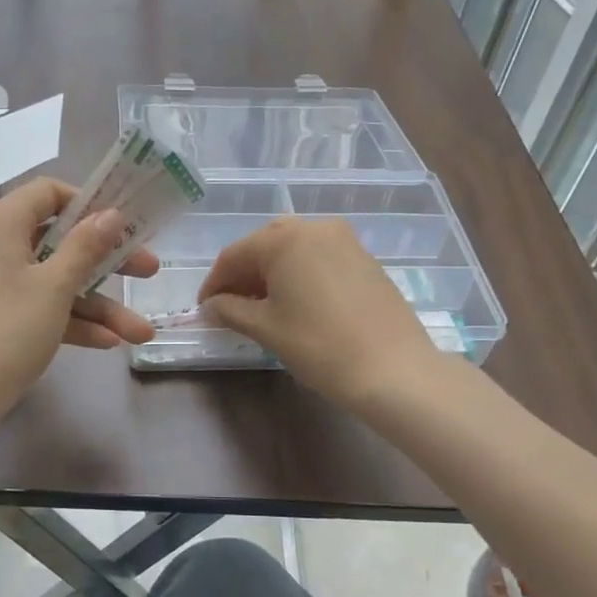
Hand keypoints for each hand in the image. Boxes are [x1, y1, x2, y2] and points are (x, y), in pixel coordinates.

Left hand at [0, 176, 157, 412]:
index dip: (89, 205)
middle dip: (108, 261)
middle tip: (148, 272)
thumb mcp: (54, 287)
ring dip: (97, 304)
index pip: (49, 192)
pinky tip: (108, 342)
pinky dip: (68, 320)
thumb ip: (86, 246)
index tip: (122, 225)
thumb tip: (110, 213)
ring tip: (140, 332)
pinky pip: (36, 305)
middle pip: (58, 240)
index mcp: (0, 222)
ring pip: (53, 280)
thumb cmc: (6, 330)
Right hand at [198, 217, 440, 410]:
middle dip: (243, 274)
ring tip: (261, 307)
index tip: (204, 308)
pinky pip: (319, 258)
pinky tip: (295, 303)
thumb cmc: (319, 345)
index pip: (235, 254)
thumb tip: (211, 306)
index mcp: (285, 238)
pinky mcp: (364, 258)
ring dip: (271, 273)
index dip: (214, 282)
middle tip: (230, 306)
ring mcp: (345, 240)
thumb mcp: (266, 328)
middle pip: (264, 245)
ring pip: (294, 250)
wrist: (393, 369)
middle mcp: (315, 228)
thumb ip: (231, 310)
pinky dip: (299, 274)